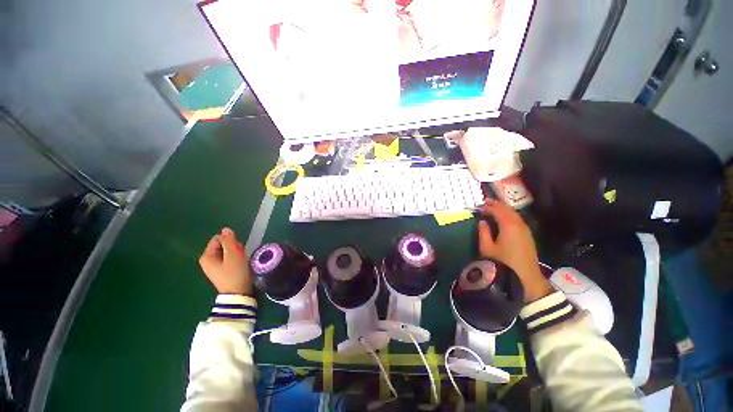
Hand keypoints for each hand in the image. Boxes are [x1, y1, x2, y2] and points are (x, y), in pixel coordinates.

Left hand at [199, 228, 252, 294]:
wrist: (238, 293)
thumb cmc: (235, 273)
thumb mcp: (233, 255)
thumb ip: (229, 241)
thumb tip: (225, 229)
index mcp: (207, 256)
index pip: (218, 239)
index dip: (230, 241)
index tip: (237, 249)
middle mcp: (207, 261)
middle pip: (222, 245)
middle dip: (233, 247)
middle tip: (240, 256)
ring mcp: (213, 267)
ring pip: (227, 252)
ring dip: (236, 253)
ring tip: (241, 261)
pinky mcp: (221, 271)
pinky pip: (228, 259)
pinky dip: (235, 259)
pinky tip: (240, 265)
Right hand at [478, 199, 553, 302]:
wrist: (525, 278)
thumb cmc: (502, 262)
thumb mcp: (487, 248)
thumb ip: (483, 232)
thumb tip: (482, 222)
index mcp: (508, 226)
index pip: (498, 211)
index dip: (488, 207)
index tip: (479, 207)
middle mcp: (519, 225)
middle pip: (508, 210)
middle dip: (497, 204)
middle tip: (487, 201)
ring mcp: (526, 230)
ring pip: (515, 214)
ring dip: (504, 209)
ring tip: (495, 207)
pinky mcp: (528, 236)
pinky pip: (518, 220)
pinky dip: (510, 215)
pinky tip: (505, 218)